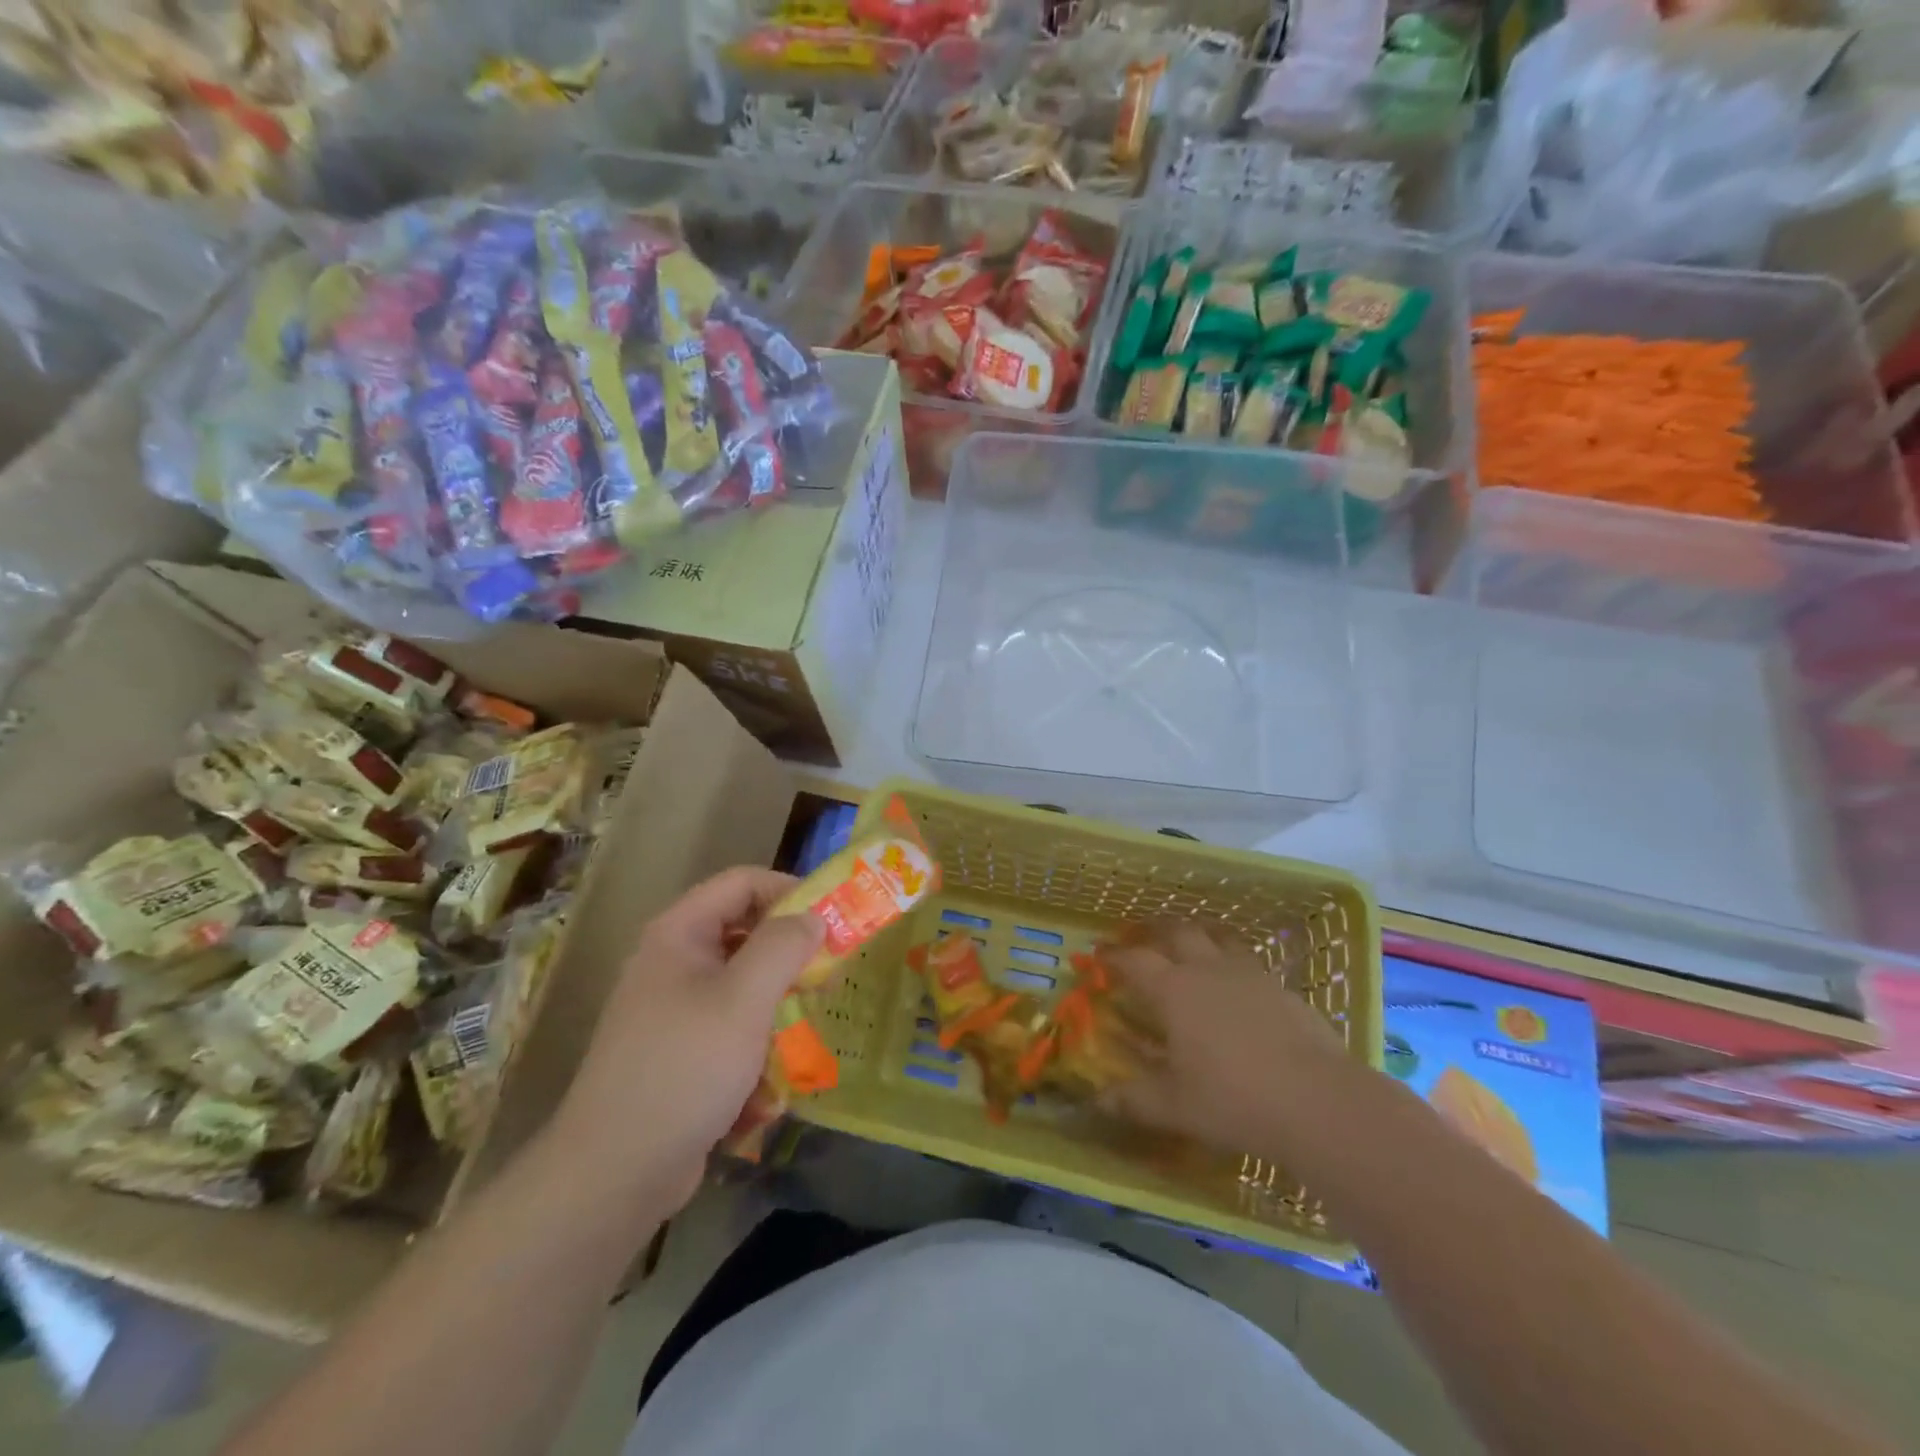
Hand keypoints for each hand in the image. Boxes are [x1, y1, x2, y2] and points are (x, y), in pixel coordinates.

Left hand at [548, 867, 822, 1213]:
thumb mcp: (745, 999)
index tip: (831, 920)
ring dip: (776, 1006)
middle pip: (744, 932)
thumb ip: (784, 946)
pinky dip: (753, 1047)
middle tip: (826, 977)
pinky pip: (728, 1029)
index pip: (742, 882)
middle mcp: (672, 961)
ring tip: (802, 1033)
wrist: (615, 1172)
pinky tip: (765, 1087)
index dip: (789, 890)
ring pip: (742, 985)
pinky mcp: (678, 1052)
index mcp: (679, 933)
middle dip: (788, 955)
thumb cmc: (685, 1068)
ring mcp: (672, 1009)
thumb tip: (812, 918)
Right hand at [1102, 921, 1351, 1157]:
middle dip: (1156, 931)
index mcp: (1173, 990)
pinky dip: (1234, 961)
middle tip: (1144, 939)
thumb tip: (1098, 1101)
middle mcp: (1207, 970)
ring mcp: (1249, 974)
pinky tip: (1238, 984)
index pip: (1134, 960)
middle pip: (1177, 932)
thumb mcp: (1174, 1106)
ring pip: (1218, 936)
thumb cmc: (1233, 1100)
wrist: (1317, 1102)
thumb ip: (1133, 1100)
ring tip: (1192, 943)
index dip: (1113, 956)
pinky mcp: (1282, 988)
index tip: (1099, 954)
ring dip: (1199, 935)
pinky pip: (1249, 960)